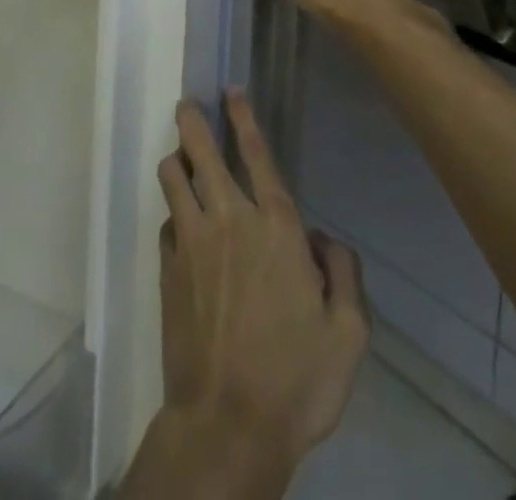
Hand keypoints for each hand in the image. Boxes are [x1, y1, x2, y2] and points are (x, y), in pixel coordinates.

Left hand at [145, 92, 368, 493]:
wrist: (228, 426)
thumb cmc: (297, 379)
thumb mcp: (348, 333)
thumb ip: (343, 273)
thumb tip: (323, 241)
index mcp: (277, 227)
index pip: (257, 155)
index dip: (243, 118)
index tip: (230, 90)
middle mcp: (230, 220)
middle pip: (202, 152)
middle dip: (192, 121)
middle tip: (187, 104)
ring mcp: (192, 243)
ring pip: (173, 178)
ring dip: (176, 161)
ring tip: (181, 157)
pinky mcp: (167, 270)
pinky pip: (166, 222)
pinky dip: (174, 214)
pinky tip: (181, 225)